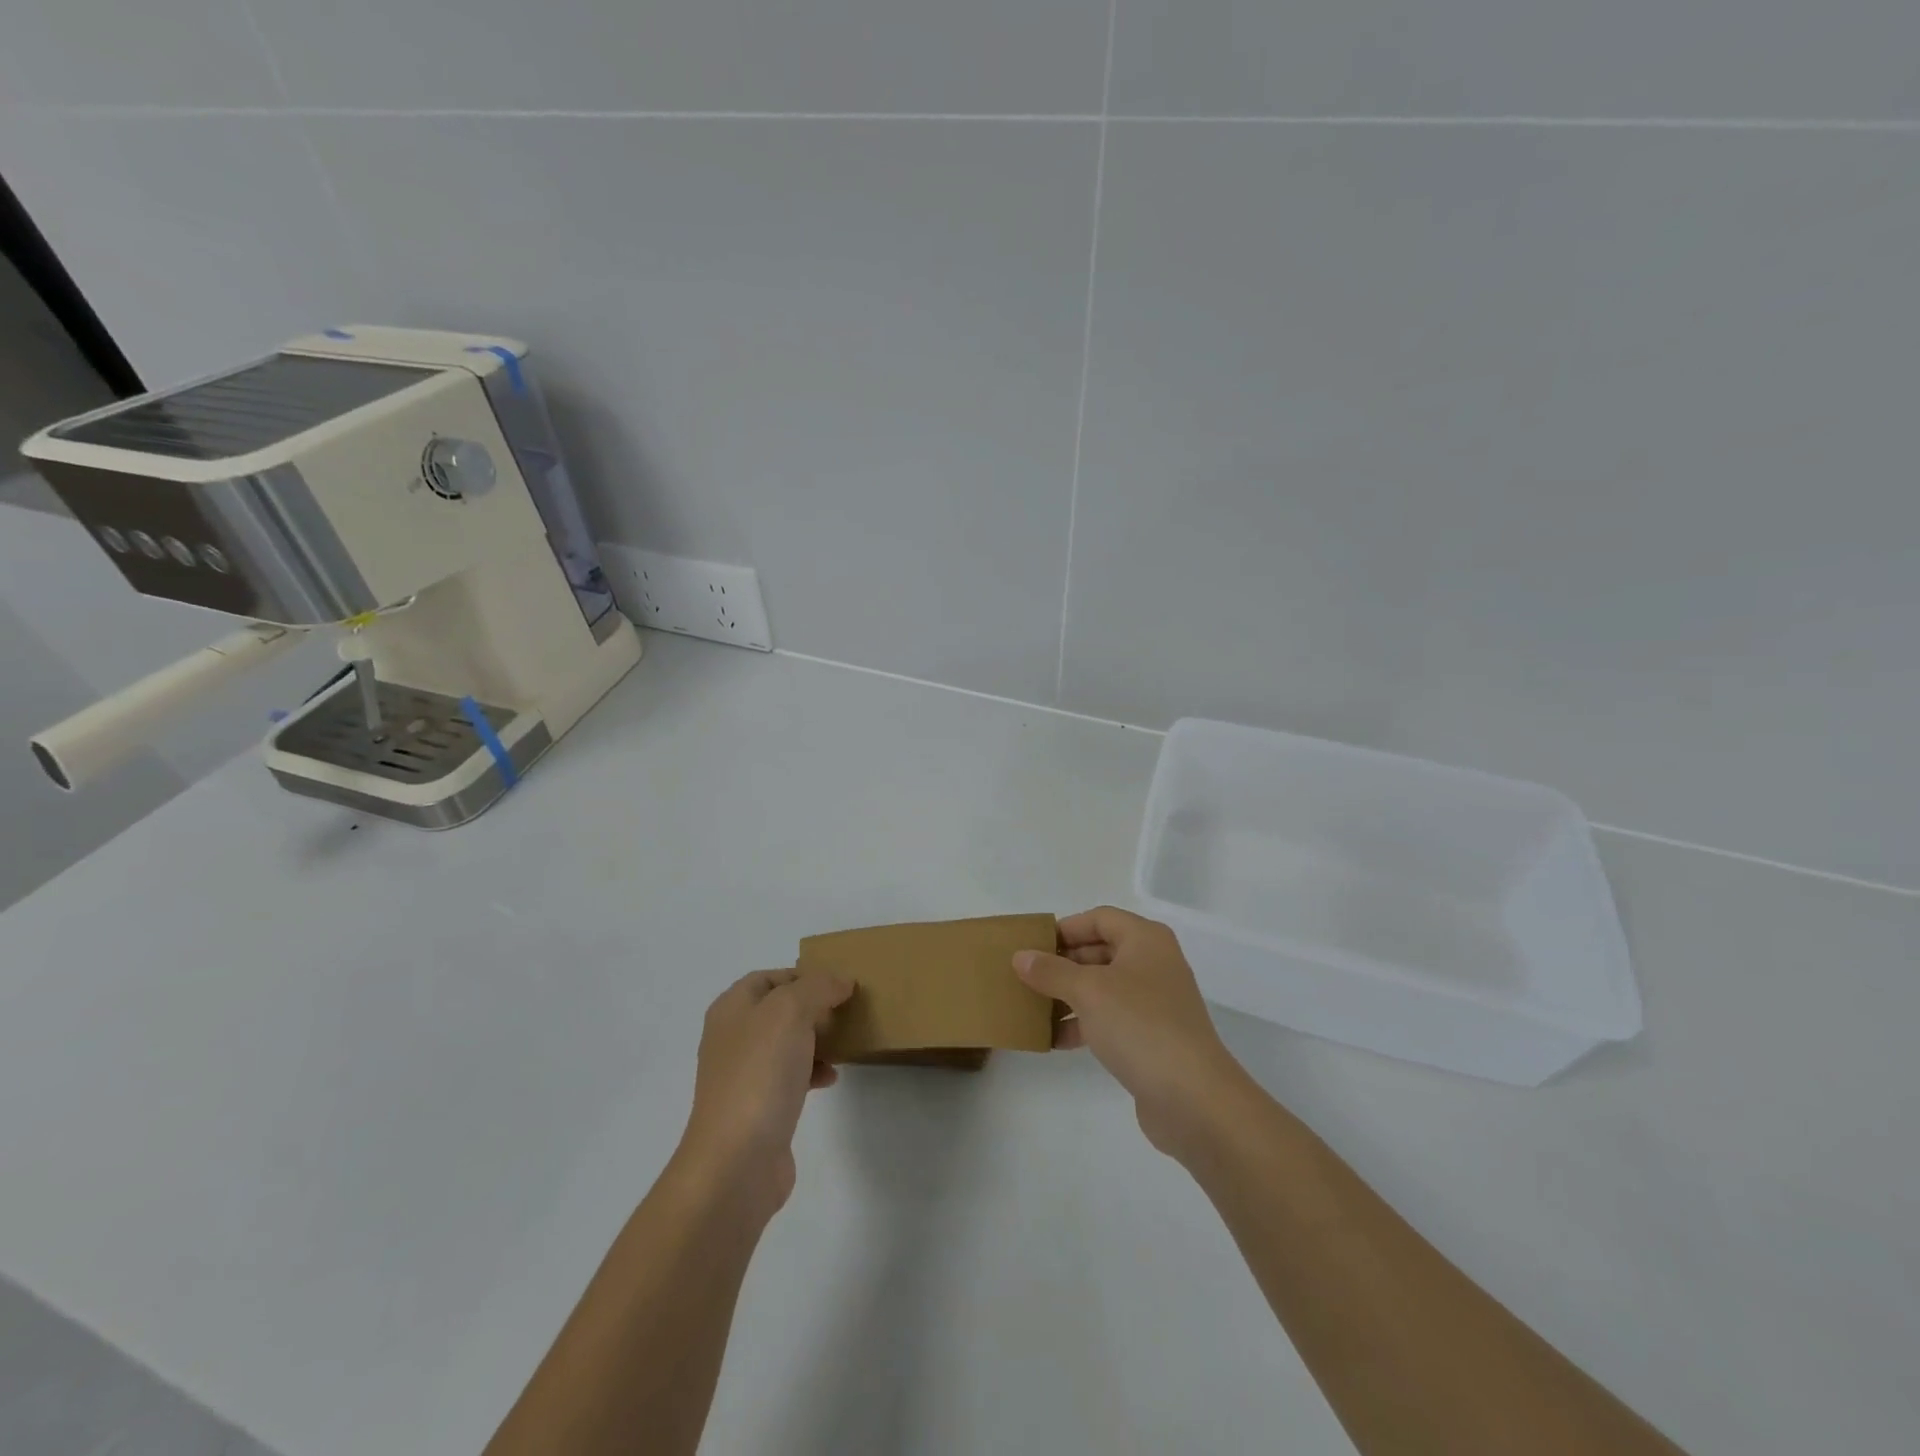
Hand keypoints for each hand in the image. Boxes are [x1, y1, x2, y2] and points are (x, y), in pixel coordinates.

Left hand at [677, 969, 853, 1218]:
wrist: (736, 1161)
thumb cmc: (760, 1074)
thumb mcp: (790, 1012)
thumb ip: (818, 987)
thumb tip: (841, 981)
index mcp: (732, 1009)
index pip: (769, 977)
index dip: (803, 974)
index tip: (838, 984)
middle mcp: (733, 1037)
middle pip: (779, 1009)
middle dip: (814, 1006)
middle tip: (846, 1010)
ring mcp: (744, 1075)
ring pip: (787, 1043)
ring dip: (817, 1038)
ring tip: (845, 1041)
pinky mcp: (758, 1108)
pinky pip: (790, 1076)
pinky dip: (813, 1071)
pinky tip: (831, 1077)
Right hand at [1015, 907, 1247, 1158]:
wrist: (1193, 1098)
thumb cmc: (1140, 1026)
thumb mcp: (1089, 991)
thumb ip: (1051, 971)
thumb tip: (1020, 956)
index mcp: (1145, 940)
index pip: (1099, 918)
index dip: (1065, 928)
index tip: (1032, 946)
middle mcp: (1153, 963)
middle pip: (1100, 951)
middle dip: (1063, 964)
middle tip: (1026, 977)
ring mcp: (1155, 1002)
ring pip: (1103, 987)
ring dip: (1069, 996)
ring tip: (1033, 1009)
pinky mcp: (1152, 1037)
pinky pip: (1111, 1019)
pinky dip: (1084, 1024)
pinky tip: (1056, 1040)